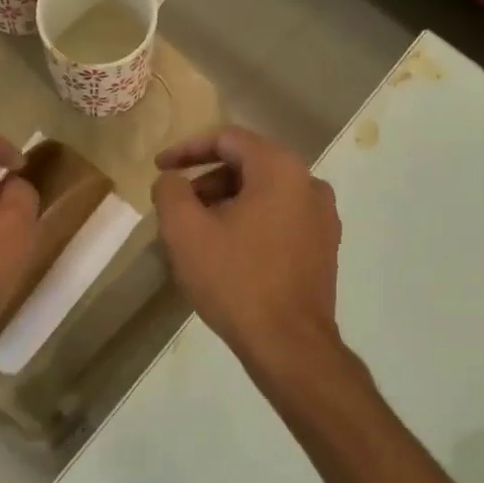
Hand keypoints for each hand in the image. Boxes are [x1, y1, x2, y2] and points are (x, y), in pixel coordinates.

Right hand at [151, 126, 341, 362]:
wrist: (288, 343)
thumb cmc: (235, 280)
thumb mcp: (185, 232)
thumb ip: (171, 191)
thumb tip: (172, 179)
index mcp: (280, 169)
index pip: (228, 139)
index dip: (187, 149)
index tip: (159, 167)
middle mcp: (310, 183)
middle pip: (248, 164)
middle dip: (207, 180)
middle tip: (177, 207)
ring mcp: (323, 217)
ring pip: (265, 193)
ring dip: (227, 203)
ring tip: (198, 233)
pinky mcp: (324, 246)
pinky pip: (280, 218)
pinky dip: (250, 222)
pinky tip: (228, 252)